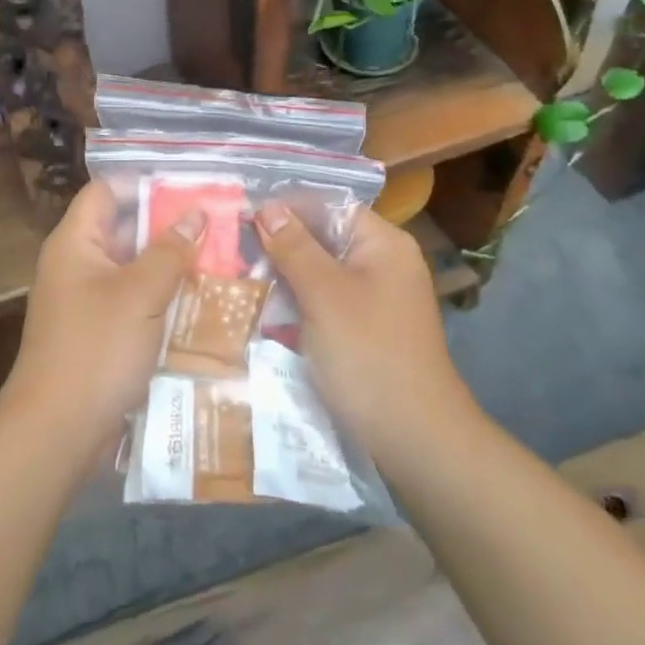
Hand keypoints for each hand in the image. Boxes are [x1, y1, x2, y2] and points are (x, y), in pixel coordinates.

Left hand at [0, 181, 199, 460]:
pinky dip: (161, 300)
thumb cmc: (97, 349)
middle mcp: (77, 265)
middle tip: (218, 226)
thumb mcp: (141, 294)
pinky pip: (133, 303)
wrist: (58, 430)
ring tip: (219, 261)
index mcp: (75, 243)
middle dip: (168, 228)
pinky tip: (200, 304)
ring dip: (170, 267)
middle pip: (123, 230)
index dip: (144, 185)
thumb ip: (170, 250)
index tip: (191, 189)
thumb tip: (196, 214)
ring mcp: (86, 301)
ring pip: (133, 270)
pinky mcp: (98, 334)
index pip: (106, 191)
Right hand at [255, 204, 475, 455]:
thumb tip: (268, 207)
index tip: (241, 215)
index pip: (329, 206)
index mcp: (384, 244)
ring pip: (320, 272)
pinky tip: (263, 308)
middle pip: (324, 238)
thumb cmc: (369, 355)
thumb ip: (295, 247)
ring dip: (284, 275)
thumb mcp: (324, 295)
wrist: (413, 438)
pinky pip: (324, 302)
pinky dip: (296, 302)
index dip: (287, 207)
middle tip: (231, 248)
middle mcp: (383, 264)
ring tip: (238, 275)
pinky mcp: (363, 330)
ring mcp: (374, 299)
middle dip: (280, 243)